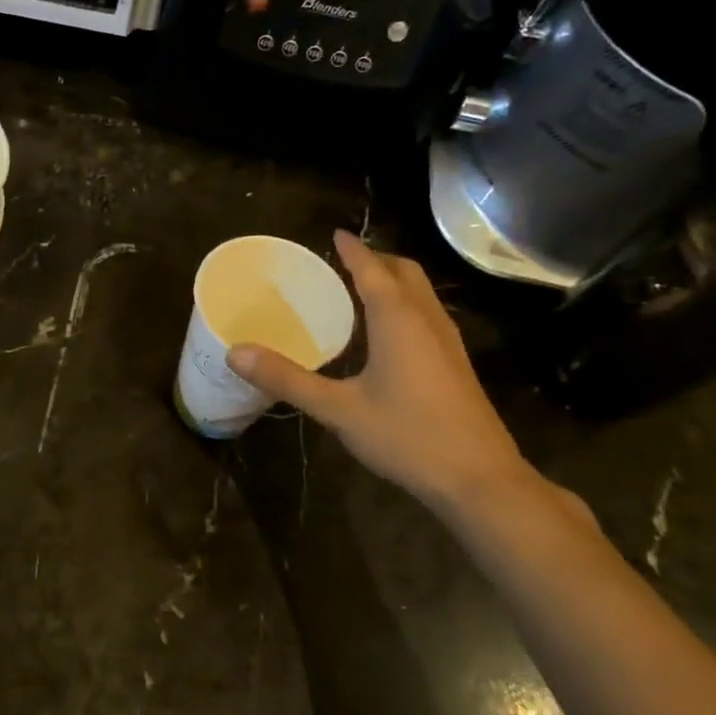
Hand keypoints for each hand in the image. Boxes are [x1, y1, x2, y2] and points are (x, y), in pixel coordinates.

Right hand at [227, 232, 533, 511]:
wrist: (479, 479)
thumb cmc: (406, 436)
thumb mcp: (337, 409)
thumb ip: (287, 379)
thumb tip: (236, 352)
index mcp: (398, 320)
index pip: (372, 269)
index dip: (352, 250)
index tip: (335, 234)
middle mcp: (427, 320)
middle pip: (405, 272)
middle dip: (377, 259)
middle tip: (344, 262)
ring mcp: (448, 342)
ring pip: (421, 293)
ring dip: (393, 281)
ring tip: (361, 289)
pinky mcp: (456, 364)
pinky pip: (427, 314)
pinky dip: (404, 304)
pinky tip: (386, 334)